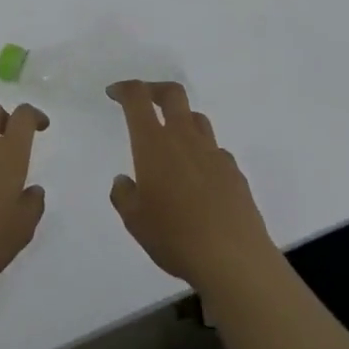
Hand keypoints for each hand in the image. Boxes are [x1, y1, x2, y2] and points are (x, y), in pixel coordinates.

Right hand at [107, 82, 275, 291]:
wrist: (234, 259)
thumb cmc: (175, 236)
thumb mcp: (134, 220)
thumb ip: (124, 195)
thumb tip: (125, 181)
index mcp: (154, 144)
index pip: (138, 98)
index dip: (124, 89)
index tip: (114, 93)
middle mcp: (185, 139)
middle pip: (173, 94)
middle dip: (154, 89)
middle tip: (144, 100)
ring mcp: (214, 153)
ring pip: (197, 119)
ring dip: (180, 119)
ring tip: (171, 141)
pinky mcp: (235, 172)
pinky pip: (215, 150)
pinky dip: (202, 153)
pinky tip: (198, 178)